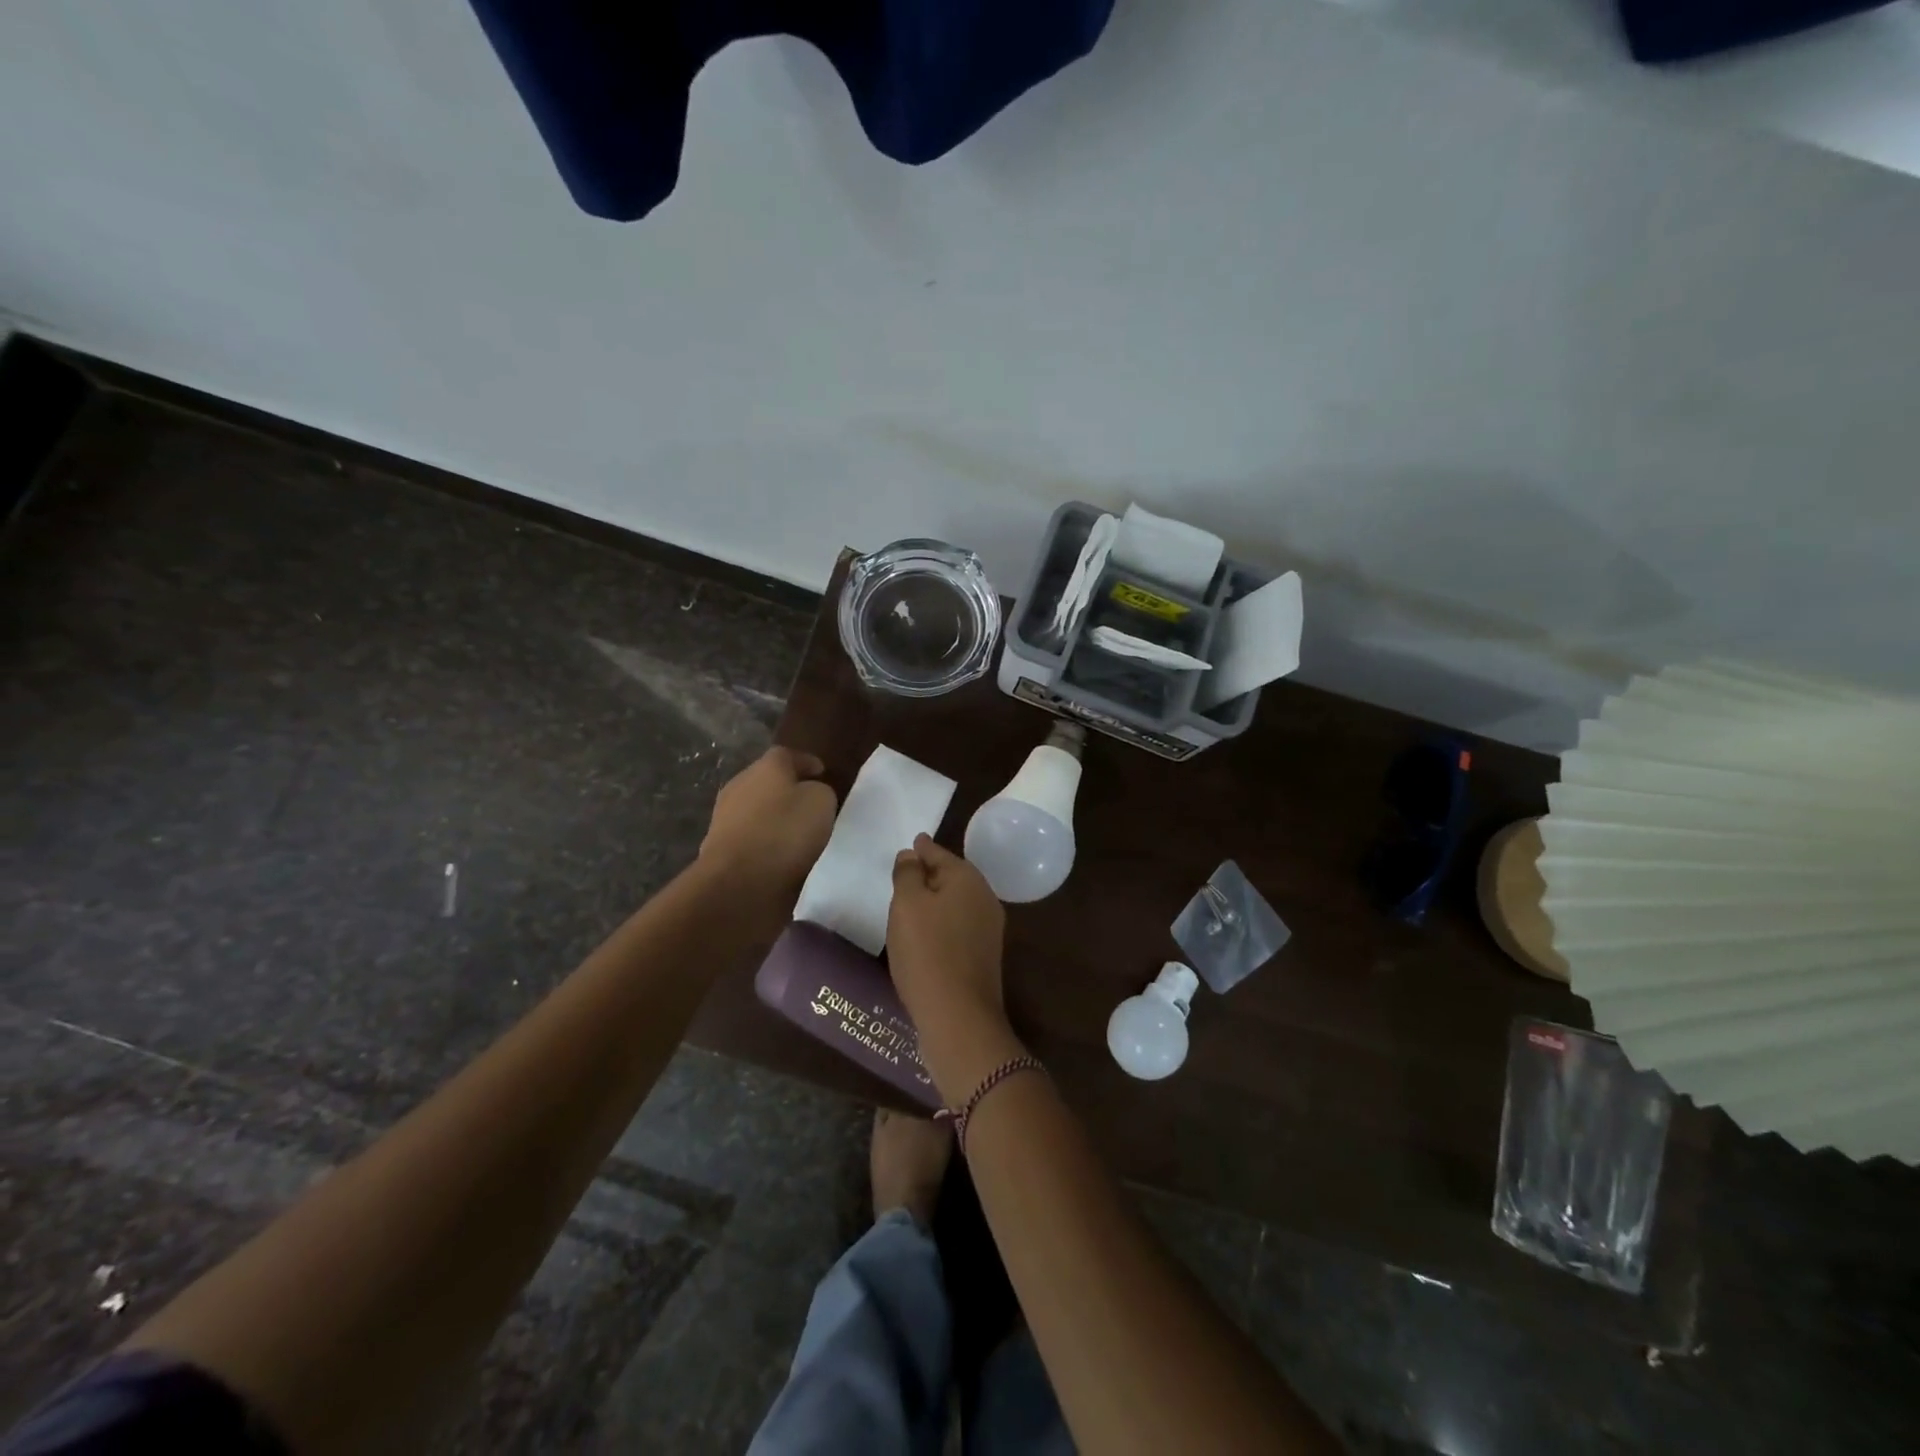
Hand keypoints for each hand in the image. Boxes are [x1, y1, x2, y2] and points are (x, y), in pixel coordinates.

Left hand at [700, 747, 836, 904]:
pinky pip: (750, 839)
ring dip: (774, 819)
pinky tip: (780, 857)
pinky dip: (765, 844)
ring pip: (756, 811)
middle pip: (767, 781)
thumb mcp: (822, 802)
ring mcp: (724, 818)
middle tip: (811, 803)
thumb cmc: (785, 832)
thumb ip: (819, 791)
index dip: (807, 763)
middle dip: (788, 790)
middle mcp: (740, 786)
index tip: (823, 774)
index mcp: (765, 767)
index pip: (787, 755)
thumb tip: (810, 795)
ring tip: (798, 834)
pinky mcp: (719, 850)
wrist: (738, 883)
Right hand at [889, 835, 1021, 1097]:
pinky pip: (958, 926)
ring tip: (911, 902)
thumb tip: (912, 854)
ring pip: (956, 902)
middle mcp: (984, 898)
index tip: (912, 842)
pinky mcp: (983, 955)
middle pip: (952, 877)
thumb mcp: (907, 905)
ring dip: (935, 900)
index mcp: (968, 878)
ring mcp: (988, 928)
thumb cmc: (927, 951)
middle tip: (906, 871)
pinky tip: (925, 934)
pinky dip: (941, 923)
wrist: (958, 1015)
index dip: (922, 849)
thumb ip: (908, 874)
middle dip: (930, 873)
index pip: (939, 853)